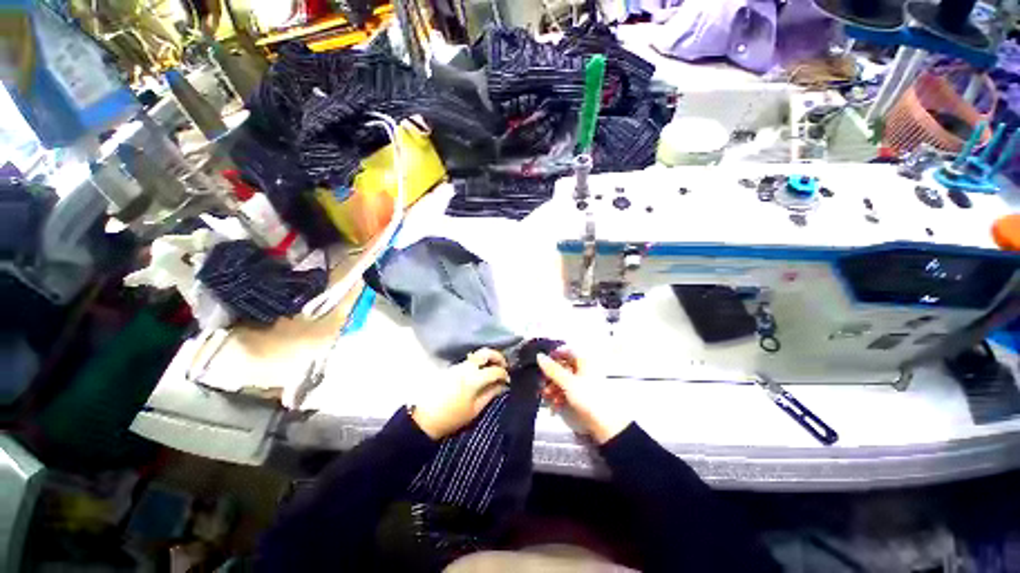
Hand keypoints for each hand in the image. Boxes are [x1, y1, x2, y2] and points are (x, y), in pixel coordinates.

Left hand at [411, 348, 509, 439]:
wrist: (424, 418)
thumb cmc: (452, 417)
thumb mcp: (474, 410)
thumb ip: (490, 394)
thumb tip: (502, 386)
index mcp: (474, 379)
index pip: (495, 370)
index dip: (504, 374)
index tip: (507, 380)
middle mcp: (466, 367)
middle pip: (485, 353)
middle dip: (497, 356)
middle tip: (503, 365)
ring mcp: (457, 366)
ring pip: (476, 355)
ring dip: (487, 358)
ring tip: (492, 369)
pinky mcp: (451, 368)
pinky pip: (468, 361)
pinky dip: (477, 363)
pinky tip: (479, 373)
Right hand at [538, 348, 630, 444]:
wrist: (607, 424)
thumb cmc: (588, 397)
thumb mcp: (567, 382)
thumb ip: (552, 369)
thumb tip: (539, 355)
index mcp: (584, 360)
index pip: (566, 351)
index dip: (553, 356)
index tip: (542, 364)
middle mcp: (584, 368)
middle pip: (563, 367)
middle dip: (551, 377)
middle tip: (542, 385)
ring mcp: (584, 382)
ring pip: (564, 380)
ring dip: (553, 388)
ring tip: (548, 398)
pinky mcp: (583, 395)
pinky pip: (568, 391)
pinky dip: (560, 396)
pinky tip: (555, 406)